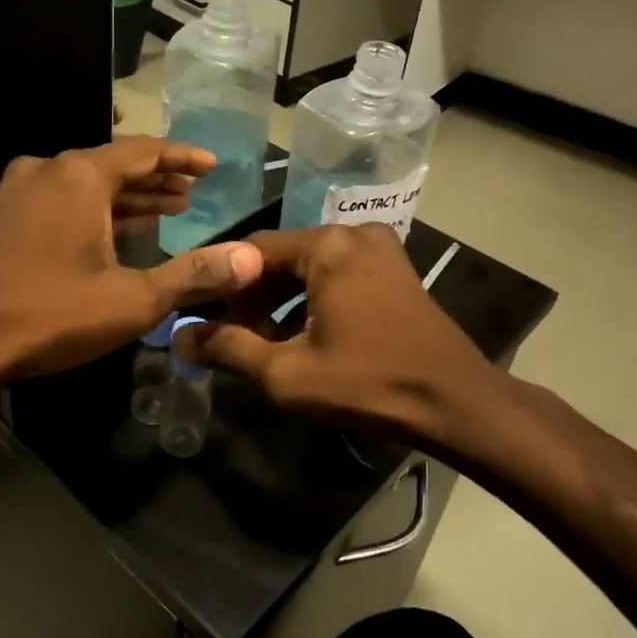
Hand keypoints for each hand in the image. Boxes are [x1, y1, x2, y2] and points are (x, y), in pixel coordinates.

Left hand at [0, 137, 263, 382]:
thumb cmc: (51, 315)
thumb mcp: (133, 300)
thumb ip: (193, 274)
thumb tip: (248, 258)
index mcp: (80, 176)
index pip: (144, 151)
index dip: (183, 157)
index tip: (213, 164)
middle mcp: (49, 170)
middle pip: (116, 164)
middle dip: (158, 178)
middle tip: (194, 190)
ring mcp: (22, 191)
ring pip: (89, 183)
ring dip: (129, 196)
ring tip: (170, 208)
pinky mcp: (8, 215)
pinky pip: (66, 199)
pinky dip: (99, 209)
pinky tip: (120, 230)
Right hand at [177, 224, 506, 450]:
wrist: (457, 404)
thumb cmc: (368, 383)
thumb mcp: (287, 372)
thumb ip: (228, 349)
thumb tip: (179, 339)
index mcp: (328, 245)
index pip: (251, 252)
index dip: (220, 286)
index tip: (201, 318)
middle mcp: (353, 233)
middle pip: (282, 258)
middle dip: (252, 298)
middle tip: (232, 338)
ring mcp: (380, 249)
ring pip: (309, 269)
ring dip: (280, 303)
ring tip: (262, 345)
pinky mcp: (394, 270)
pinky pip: (337, 276)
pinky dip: (311, 302)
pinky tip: (301, 338)